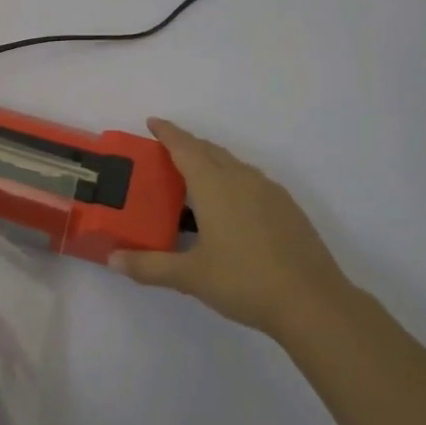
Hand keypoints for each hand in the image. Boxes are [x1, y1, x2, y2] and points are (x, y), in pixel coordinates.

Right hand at [111, 118, 350, 341]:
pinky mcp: (287, 208)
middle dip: (187, 145)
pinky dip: (232, 181)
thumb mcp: (190, 276)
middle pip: (210, 150)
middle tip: (166, 150)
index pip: (185, 148)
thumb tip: (112, 260)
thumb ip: (149, 266)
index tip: (153, 122)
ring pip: (233, 165)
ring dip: (211, 162)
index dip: (168, 133)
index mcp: (214, 186)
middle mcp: (241, 179)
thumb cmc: (244, 281)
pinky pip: (251, 181)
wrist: (313, 303)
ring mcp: (269, 192)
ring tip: (194, 179)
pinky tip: (229, 208)